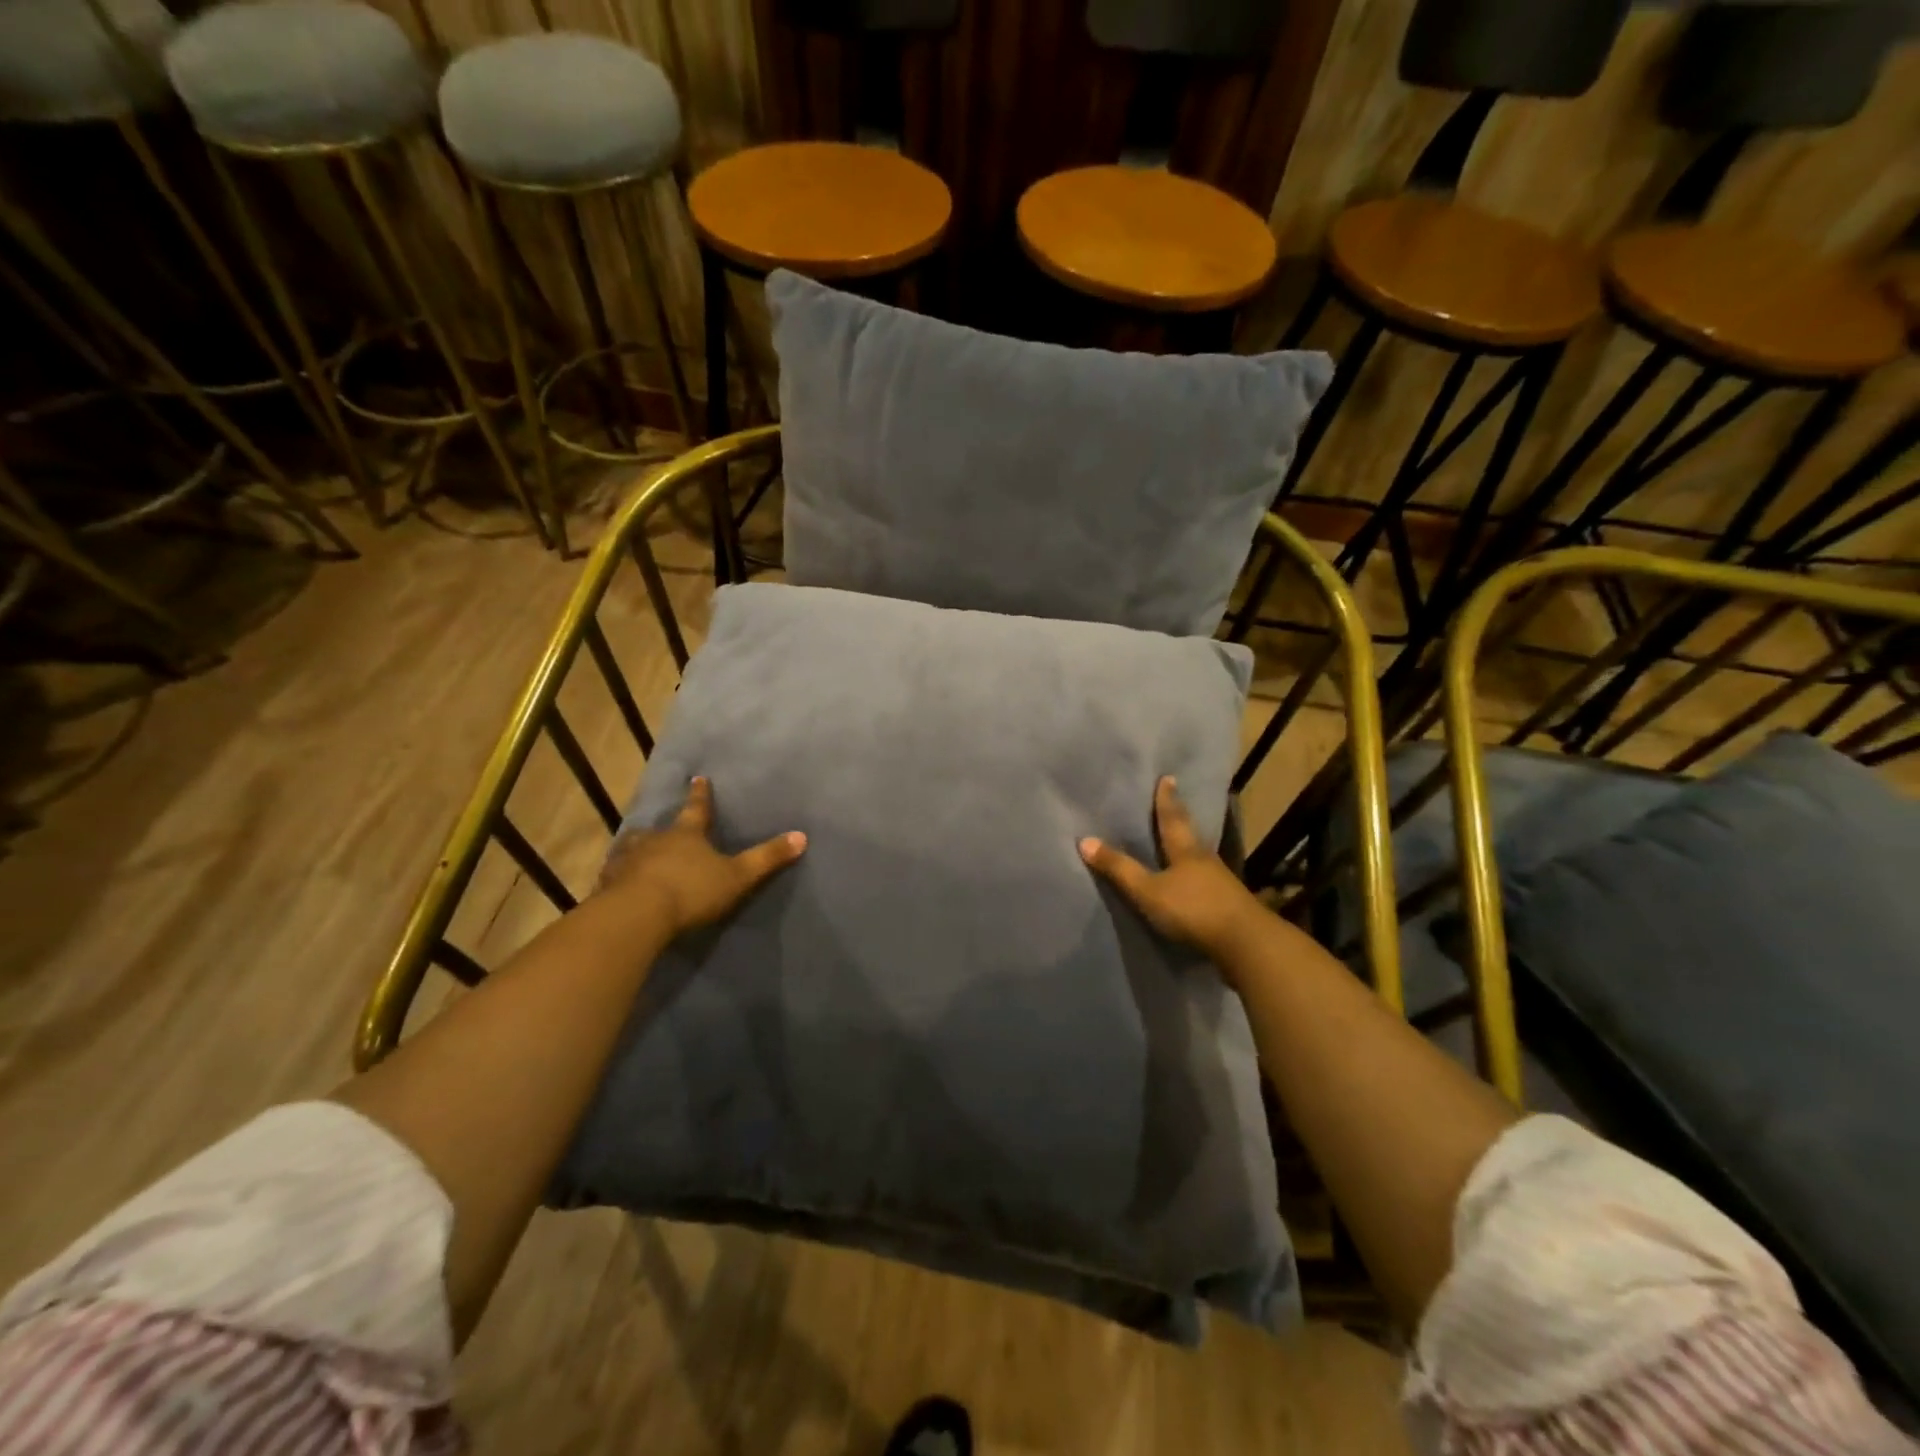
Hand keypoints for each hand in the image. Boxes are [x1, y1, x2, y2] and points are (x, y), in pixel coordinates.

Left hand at [598, 776, 805, 935]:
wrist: (638, 914)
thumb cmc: (691, 890)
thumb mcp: (737, 876)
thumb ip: (767, 858)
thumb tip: (802, 836)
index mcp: (686, 835)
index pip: (697, 809)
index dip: (700, 795)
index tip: (698, 778)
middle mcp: (654, 841)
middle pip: (658, 829)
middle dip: (661, 828)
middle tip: (658, 828)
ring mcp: (627, 861)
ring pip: (631, 849)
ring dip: (635, 850)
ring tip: (636, 853)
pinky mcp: (608, 885)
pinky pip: (614, 876)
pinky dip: (618, 877)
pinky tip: (616, 885)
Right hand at [1080, 777, 1266, 964]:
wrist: (1245, 944)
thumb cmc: (1193, 910)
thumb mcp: (1148, 890)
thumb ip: (1119, 869)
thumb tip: (1084, 840)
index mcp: (1186, 851)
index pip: (1172, 818)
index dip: (1167, 799)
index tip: (1168, 778)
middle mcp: (1205, 860)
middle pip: (1190, 835)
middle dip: (1180, 819)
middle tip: (1175, 802)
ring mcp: (1221, 883)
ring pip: (1200, 858)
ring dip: (1189, 848)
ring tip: (1180, 842)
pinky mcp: (1228, 905)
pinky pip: (1207, 882)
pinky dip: (1197, 876)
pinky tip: (1193, 882)